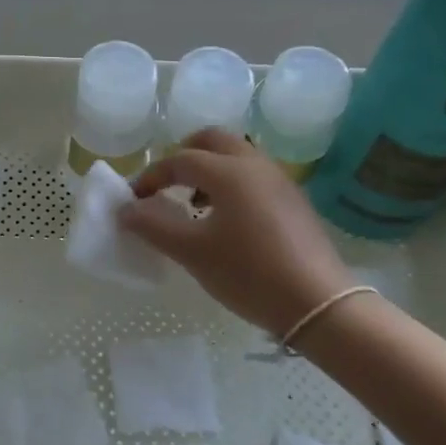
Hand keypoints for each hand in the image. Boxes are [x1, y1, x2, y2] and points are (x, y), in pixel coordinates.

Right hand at [122, 129, 353, 337]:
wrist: (319, 304)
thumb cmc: (249, 273)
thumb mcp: (192, 252)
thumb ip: (153, 226)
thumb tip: (126, 209)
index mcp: (228, 171)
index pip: (179, 160)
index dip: (151, 177)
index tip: (134, 200)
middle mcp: (255, 165)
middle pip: (212, 140)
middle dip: (184, 155)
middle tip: (167, 182)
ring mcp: (280, 181)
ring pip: (237, 155)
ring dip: (210, 167)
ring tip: (194, 202)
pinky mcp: (294, 200)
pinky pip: (254, 175)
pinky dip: (232, 181)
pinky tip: (227, 219)